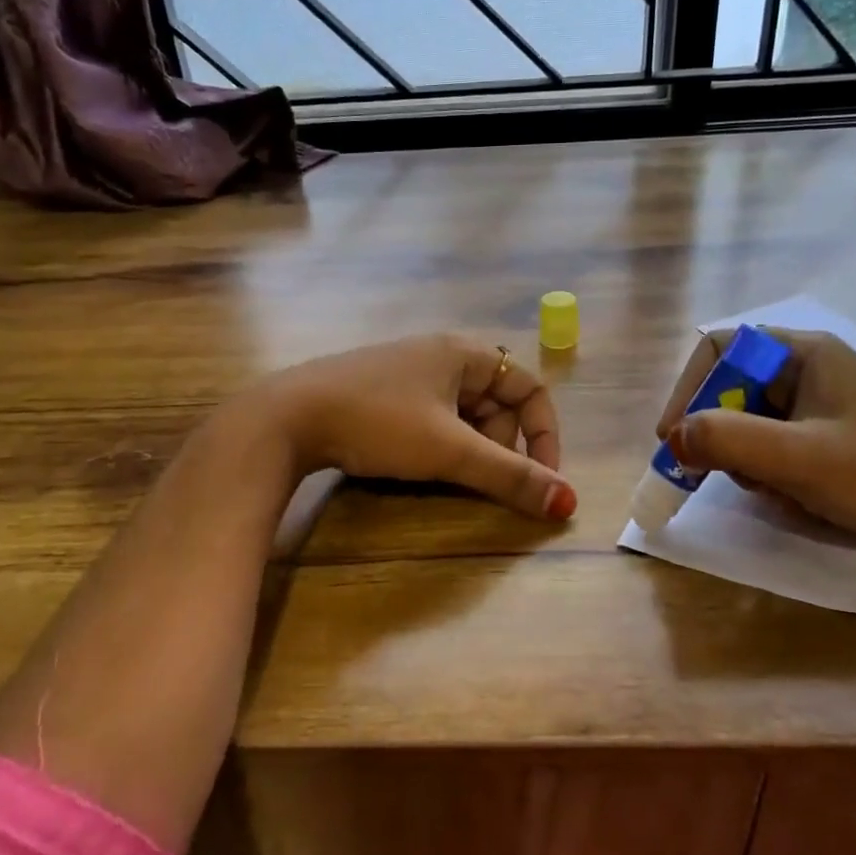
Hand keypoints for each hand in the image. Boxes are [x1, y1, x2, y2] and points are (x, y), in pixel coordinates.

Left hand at [247, 334, 576, 521]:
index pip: (530, 387)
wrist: (286, 417)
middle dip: (499, 444)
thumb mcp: (449, 450)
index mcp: (465, 352)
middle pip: (498, 402)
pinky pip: (432, 417)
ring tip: (443, 471)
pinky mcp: (383, 391)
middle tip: (476, 475)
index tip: (540, 479)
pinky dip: (438, 443)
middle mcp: (441, 354)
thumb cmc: (378, 422)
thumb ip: (510, 476)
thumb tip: (569, 502)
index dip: (544, 434)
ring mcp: (408, 372)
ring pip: (463, 414)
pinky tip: (415, 462)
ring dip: (468, 447)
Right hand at [656, 330, 855, 575]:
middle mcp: (806, 371)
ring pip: (746, 424)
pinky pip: (771, 449)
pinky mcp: (825, 441)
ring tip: (773, 489)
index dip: (688, 389)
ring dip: (744, 460)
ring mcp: (817, 408)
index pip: (719, 349)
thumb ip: (729, 440)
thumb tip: (672, 438)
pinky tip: (794, 497)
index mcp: (803, 353)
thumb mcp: (802, 459)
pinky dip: (768, 474)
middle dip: (718, 434)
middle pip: (728, 389)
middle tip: (710, 474)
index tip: (673, 437)